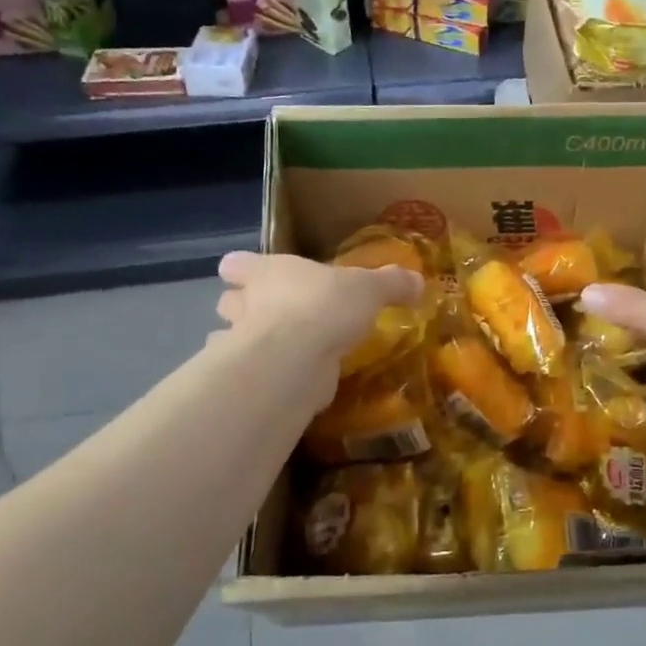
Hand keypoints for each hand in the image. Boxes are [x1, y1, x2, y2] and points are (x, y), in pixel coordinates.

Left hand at [215, 251, 423, 365]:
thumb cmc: (326, 306)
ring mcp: (241, 343)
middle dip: (241, 307)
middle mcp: (247, 304)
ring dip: (244, 344)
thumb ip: (391, 284)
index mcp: (269, 272)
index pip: (237, 263)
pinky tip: (280, 382)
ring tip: (275, 352)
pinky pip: (251, 375)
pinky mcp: (250, 379)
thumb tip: (418, 280)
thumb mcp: (369, 289)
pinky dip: (261, 378)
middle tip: (268, 314)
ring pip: (230, 339)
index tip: (246, 274)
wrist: (297, 358)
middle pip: (228, 301)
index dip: (242, 269)